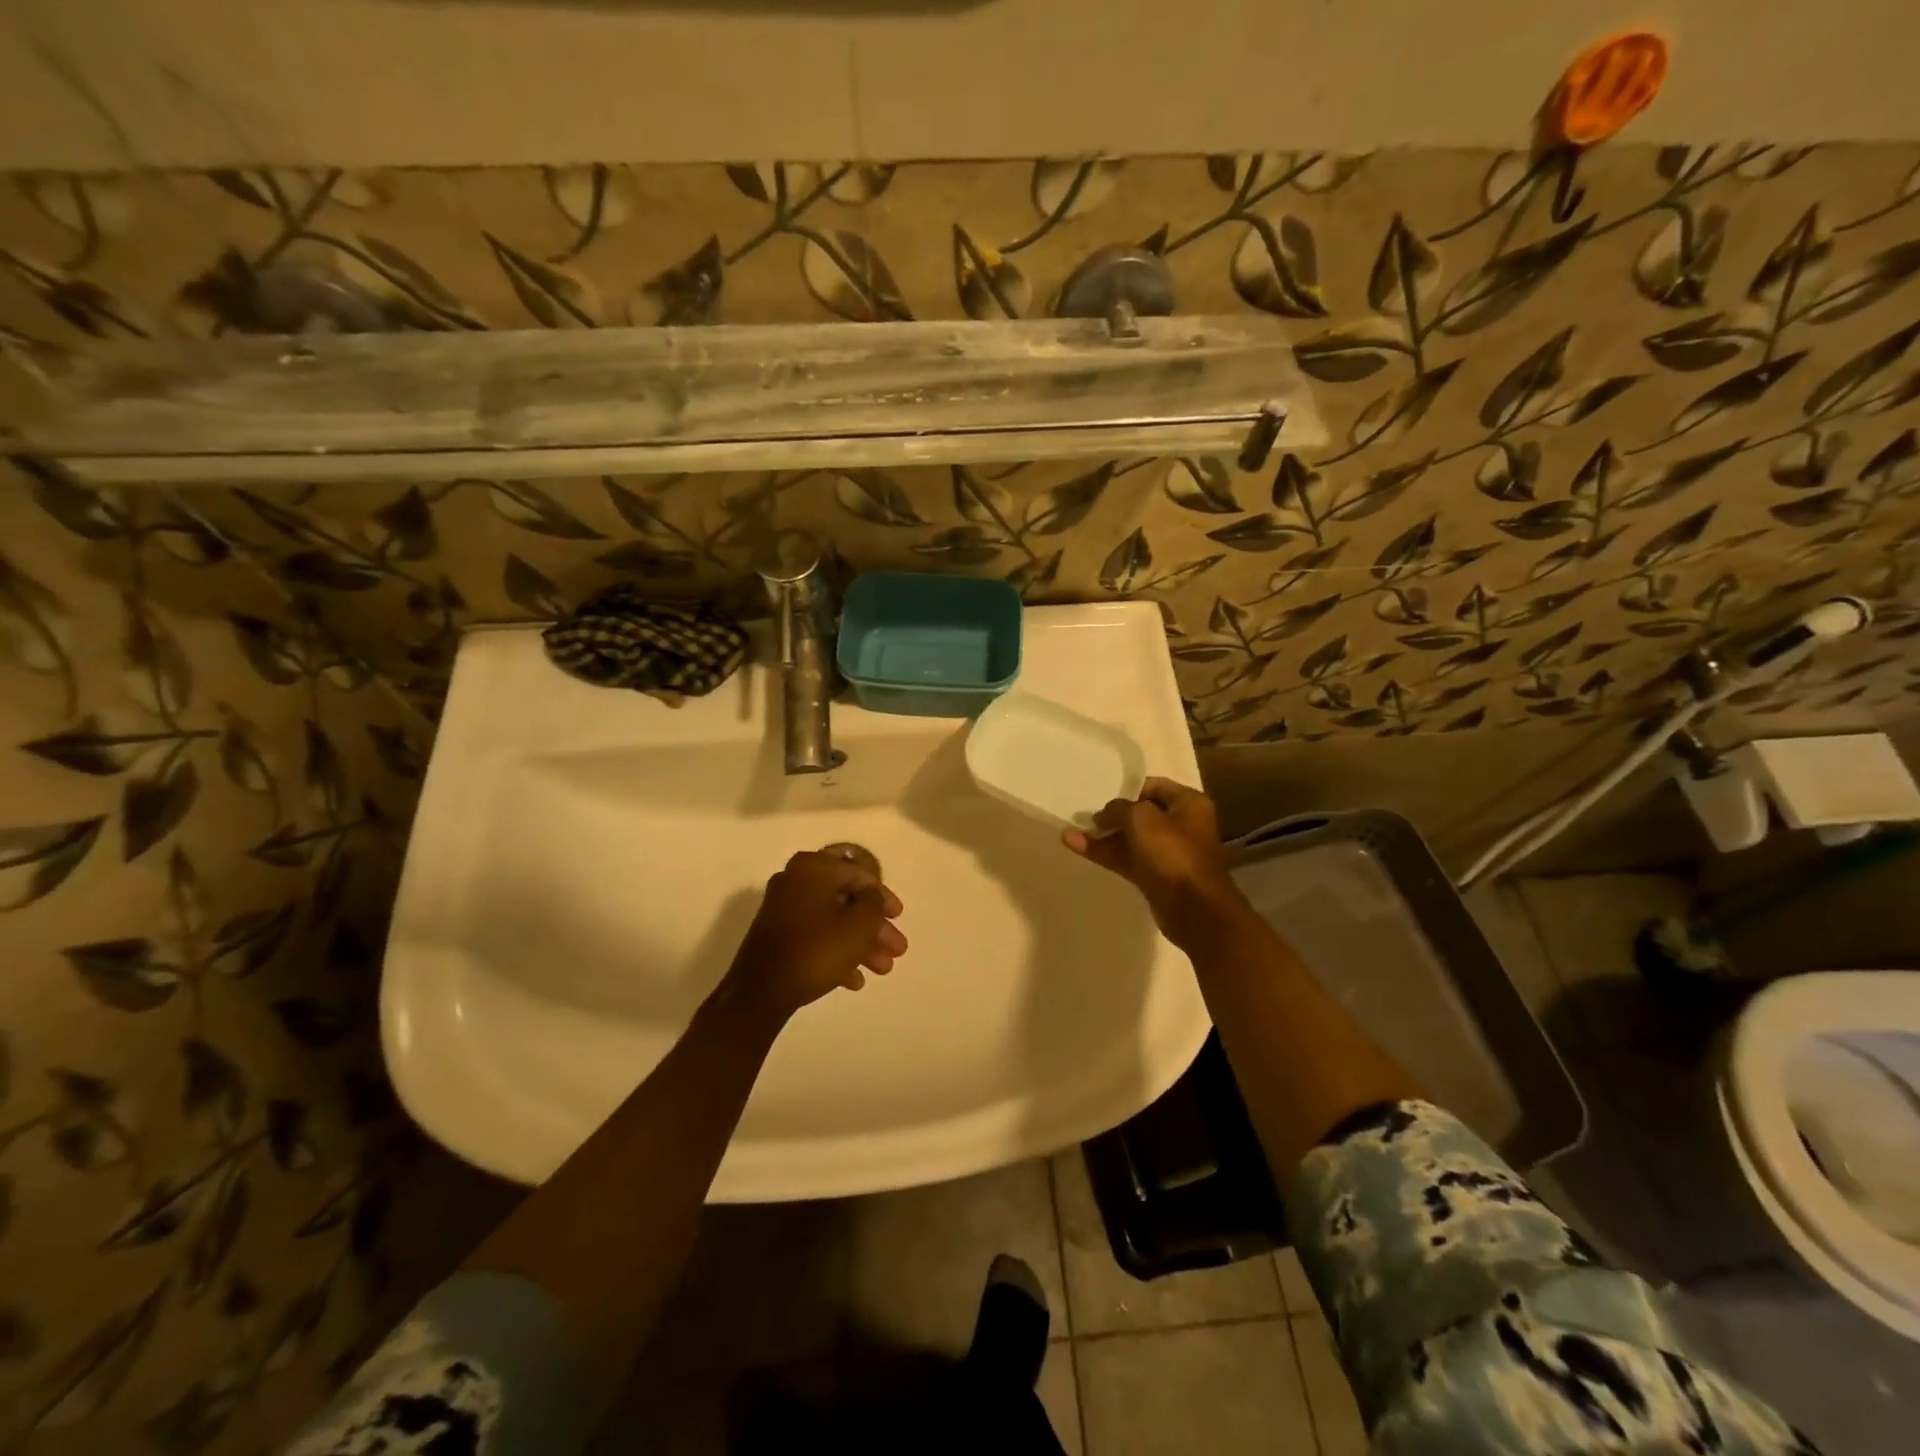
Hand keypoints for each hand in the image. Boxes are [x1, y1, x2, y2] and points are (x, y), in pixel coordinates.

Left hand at [720, 850, 907, 1022]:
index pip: (859, 874)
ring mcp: (782, 909)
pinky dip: (836, 953)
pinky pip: (814, 937)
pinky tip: (854, 980)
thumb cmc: (817, 949)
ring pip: (832, 921)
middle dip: (874, 927)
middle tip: (896, 949)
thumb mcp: (859, 924)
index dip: (883, 896)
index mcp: (814, 868)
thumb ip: (873, 902)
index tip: (899, 917)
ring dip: (860, 943)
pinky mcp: (776, 936)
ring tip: (883, 969)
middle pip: (846, 900)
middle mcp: (795, 881)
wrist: (762, 992)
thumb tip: (871, 895)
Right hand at [1062, 778, 1246, 947]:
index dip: (1127, 790)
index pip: (1153, 786)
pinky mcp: (1156, 876)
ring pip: (1130, 839)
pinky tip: (1076, 847)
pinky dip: (1105, 853)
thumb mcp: (1141, 818)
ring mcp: (1168, 852)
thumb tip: (1105, 814)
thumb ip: (1119, 808)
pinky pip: (1127, 859)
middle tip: (1084, 815)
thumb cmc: (1172, 853)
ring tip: (1070, 831)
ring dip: (1103, 836)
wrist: (1194, 909)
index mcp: (1188, 803)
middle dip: (1112, 815)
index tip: (1101, 795)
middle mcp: (1181, 824)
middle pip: (1141, 814)